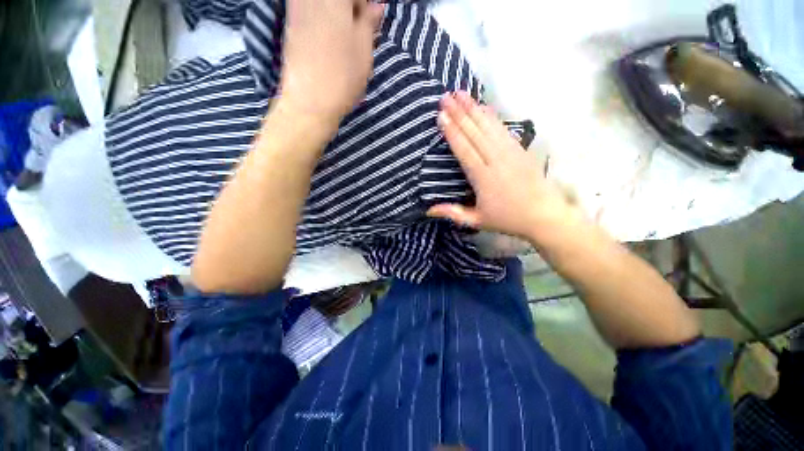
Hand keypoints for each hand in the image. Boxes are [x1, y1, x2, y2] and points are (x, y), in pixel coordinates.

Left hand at [280, 0, 384, 122]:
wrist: (310, 101)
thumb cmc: (343, 75)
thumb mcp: (364, 49)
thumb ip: (369, 22)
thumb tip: (377, 5)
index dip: (364, 6)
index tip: (370, 23)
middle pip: (336, 1)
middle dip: (350, 12)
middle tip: (358, 33)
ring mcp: (296, 10)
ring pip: (322, 8)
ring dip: (336, 18)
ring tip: (344, 41)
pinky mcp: (289, 27)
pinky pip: (309, 14)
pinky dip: (323, 24)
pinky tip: (329, 44)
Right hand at [427, 92, 577, 240]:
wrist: (544, 215)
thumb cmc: (507, 219)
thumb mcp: (476, 221)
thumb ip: (452, 213)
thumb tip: (428, 210)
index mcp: (483, 178)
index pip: (464, 150)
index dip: (452, 132)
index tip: (441, 116)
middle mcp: (496, 160)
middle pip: (474, 133)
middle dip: (459, 113)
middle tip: (445, 96)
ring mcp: (510, 152)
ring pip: (488, 126)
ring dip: (474, 108)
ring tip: (461, 93)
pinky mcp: (520, 149)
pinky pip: (503, 129)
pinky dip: (492, 116)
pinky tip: (484, 106)